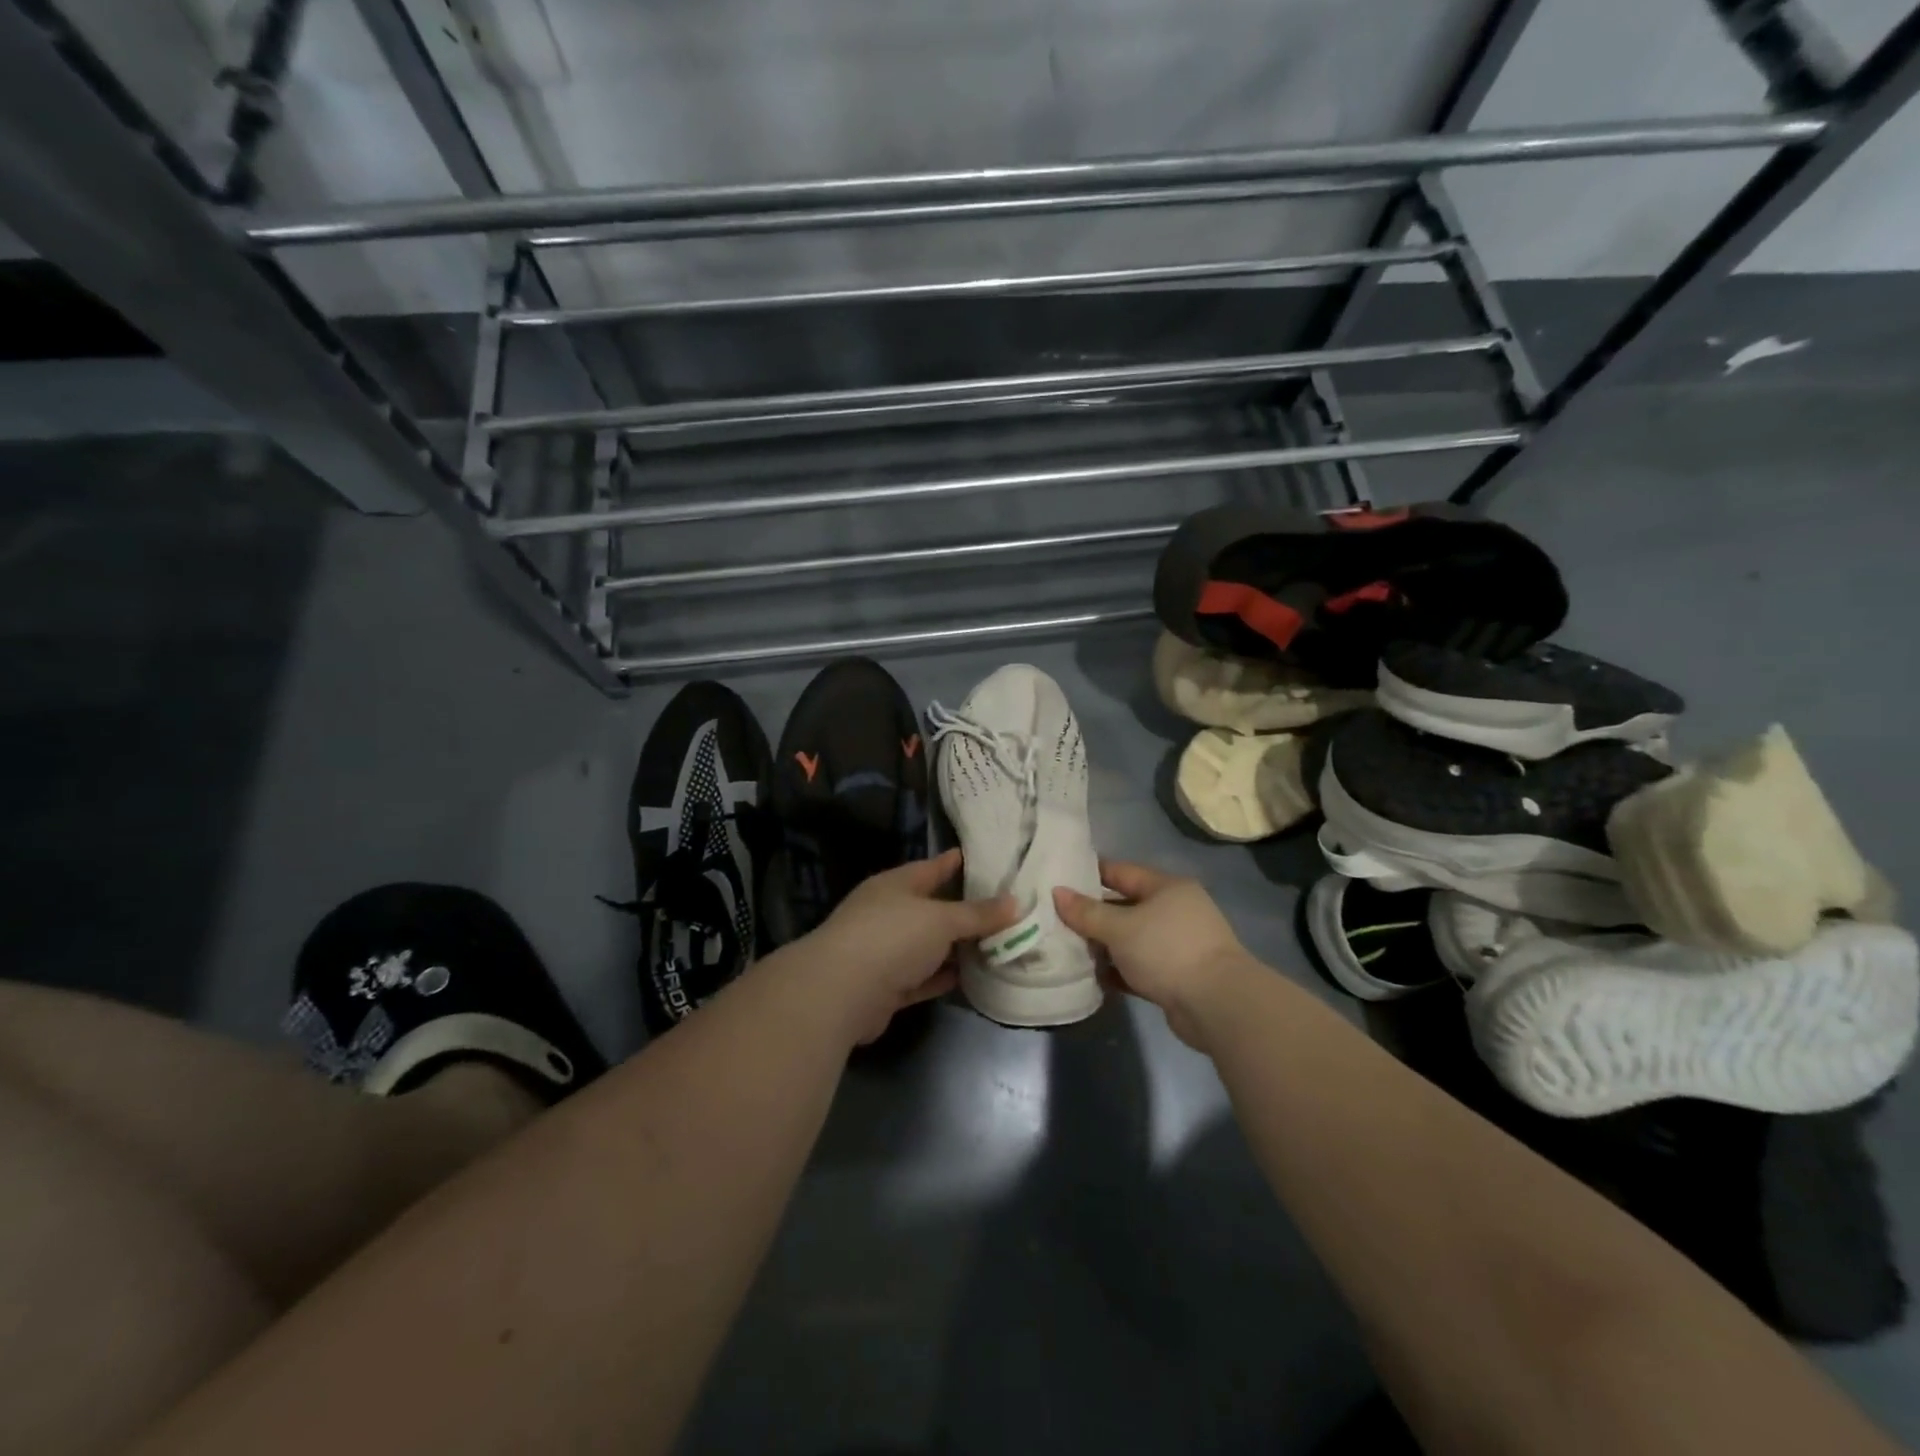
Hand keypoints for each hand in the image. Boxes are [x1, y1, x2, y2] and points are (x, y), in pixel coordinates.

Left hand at [808, 848, 1016, 1045]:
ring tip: (998, 945)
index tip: (991, 860)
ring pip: (929, 945)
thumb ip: (977, 914)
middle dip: (967, 911)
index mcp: (897, 884)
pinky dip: (944, 977)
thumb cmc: (891, 937)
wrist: (840, 992)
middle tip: (1007, 909)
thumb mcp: (941, 920)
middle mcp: (889, 912)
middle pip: (934, 908)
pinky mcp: (886, 986)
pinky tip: (972, 978)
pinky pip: (923, 977)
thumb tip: (1015, 902)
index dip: (960, 863)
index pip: (935, 867)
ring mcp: (885, 950)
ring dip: (958, 948)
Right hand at [1054, 861, 1255, 1051]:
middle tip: (1056, 920)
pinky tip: (1093, 977)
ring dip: (1104, 946)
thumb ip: (1087, 912)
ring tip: (1069, 949)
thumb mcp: (1120, 927)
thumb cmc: (1167, 951)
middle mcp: (1175, 910)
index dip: (1089, 874)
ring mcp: (1178, 944)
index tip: (1058, 880)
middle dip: (1093, 915)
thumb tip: (1057, 892)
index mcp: (1166, 887)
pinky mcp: (1177, 975)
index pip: (1120, 871)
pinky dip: (1119, 970)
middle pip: (1124, 906)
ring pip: (1131, 938)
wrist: (1217, 1005)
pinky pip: (1139, 966)